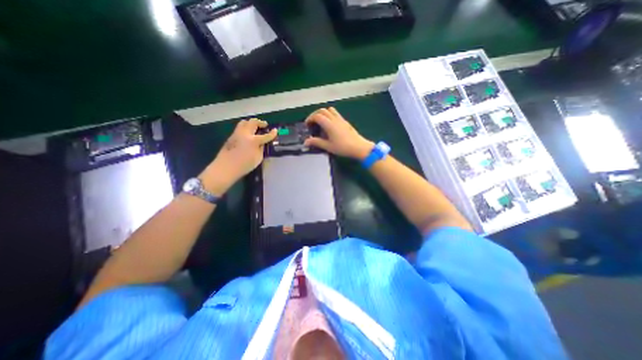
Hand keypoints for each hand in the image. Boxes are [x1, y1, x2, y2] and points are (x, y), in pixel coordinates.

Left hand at [199, 117, 275, 194]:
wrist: (226, 168)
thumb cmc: (244, 165)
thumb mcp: (258, 158)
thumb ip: (261, 149)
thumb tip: (262, 143)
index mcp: (253, 140)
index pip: (265, 135)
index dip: (272, 133)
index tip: (276, 130)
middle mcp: (245, 134)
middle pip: (253, 122)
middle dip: (260, 123)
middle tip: (265, 125)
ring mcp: (236, 134)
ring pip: (244, 122)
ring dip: (251, 123)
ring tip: (255, 127)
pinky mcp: (231, 136)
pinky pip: (239, 128)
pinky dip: (245, 128)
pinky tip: (248, 134)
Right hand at [304, 105, 374, 158]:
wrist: (359, 147)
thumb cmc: (343, 147)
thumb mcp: (328, 146)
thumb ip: (317, 142)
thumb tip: (306, 142)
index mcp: (329, 124)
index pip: (317, 116)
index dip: (310, 119)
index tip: (307, 125)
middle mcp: (335, 119)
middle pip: (322, 110)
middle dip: (314, 114)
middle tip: (312, 123)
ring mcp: (341, 119)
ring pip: (329, 110)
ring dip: (323, 113)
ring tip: (320, 122)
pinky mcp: (345, 121)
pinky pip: (335, 113)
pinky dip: (329, 115)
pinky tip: (329, 125)